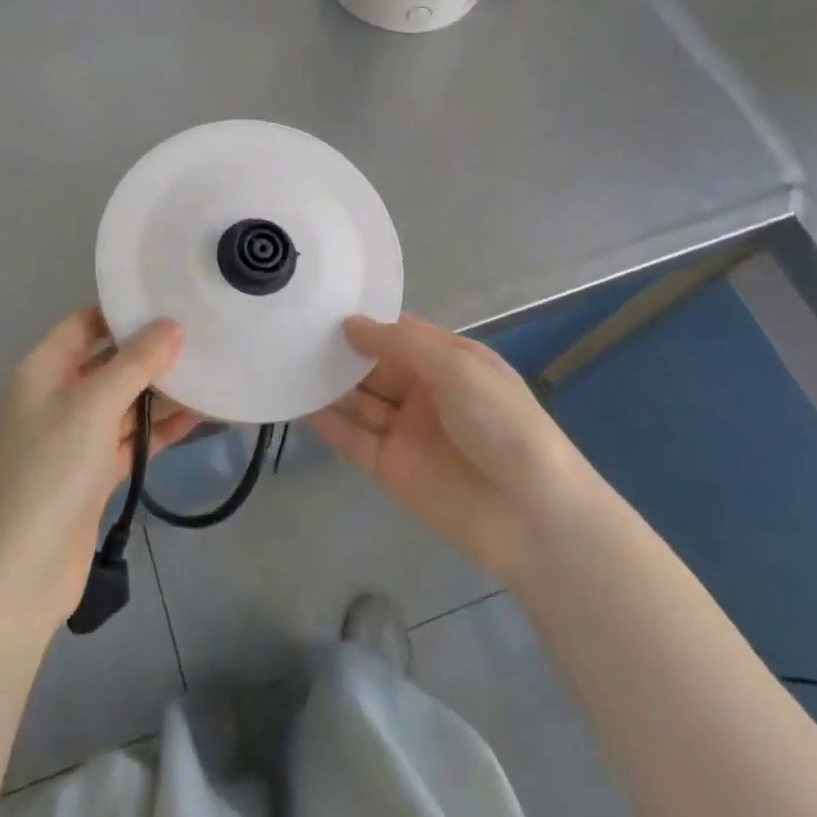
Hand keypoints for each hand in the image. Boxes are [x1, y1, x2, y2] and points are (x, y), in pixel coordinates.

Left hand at [0, 309, 196, 635]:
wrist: (18, 572)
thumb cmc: (50, 470)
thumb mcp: (93, 405)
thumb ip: (135, 364)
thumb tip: (171, 326)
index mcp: (43, 372)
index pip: (84, 325)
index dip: (122, 313)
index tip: (169, 302)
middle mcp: (57, 399)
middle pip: (108, 364)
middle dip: (150, 353)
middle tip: (202, 335)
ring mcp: (76, 440)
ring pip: (124, 404)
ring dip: (161, 392)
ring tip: (211, 370)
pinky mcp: (94, 475)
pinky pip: (131, 440)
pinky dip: (160, 429)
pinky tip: (200, 416)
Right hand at [311, 314, 592, 582]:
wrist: (531, 514)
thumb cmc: (502, 424)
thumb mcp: (458, 368)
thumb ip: (401, 344)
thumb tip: (350, 323)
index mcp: (448, 361)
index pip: (399, 332)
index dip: (365, 319)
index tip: (321, 302)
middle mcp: (424, 391)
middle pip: (372, 365)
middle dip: (339, 351)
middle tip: (291, 331)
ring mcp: (405, 431)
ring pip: (357, 401)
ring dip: (327, 385)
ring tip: (285, 361)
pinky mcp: (389, 468)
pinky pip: (352, 439)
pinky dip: (326, 423)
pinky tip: (296, 404)